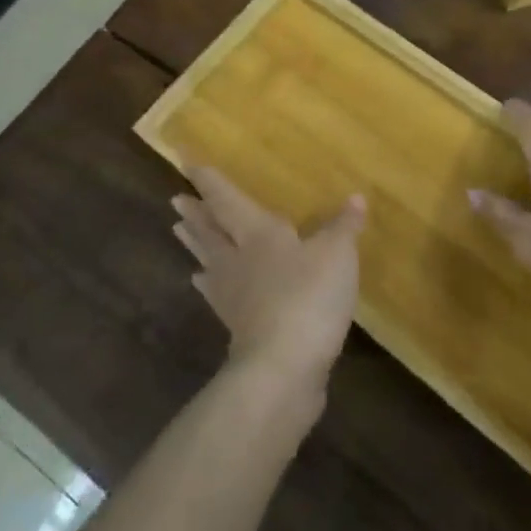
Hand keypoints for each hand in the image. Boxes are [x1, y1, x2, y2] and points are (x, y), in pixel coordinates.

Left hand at [172, 169, 365, 399]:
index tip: (186, 162)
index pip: (227, 199)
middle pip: (210, 230)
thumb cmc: (308, 297)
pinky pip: (216, 294)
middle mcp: (238, 258)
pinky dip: (208, 283)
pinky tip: (202, 282)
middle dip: (196, 212)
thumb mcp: (337, 254)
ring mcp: (233, 294)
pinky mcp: (237, 326)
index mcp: (258, 233)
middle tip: (175, 199)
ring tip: (178, 230)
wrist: (283, 368)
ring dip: (195, 243)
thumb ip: (343, 226)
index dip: (209, 181)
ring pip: (209, 259)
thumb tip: (355, 198)